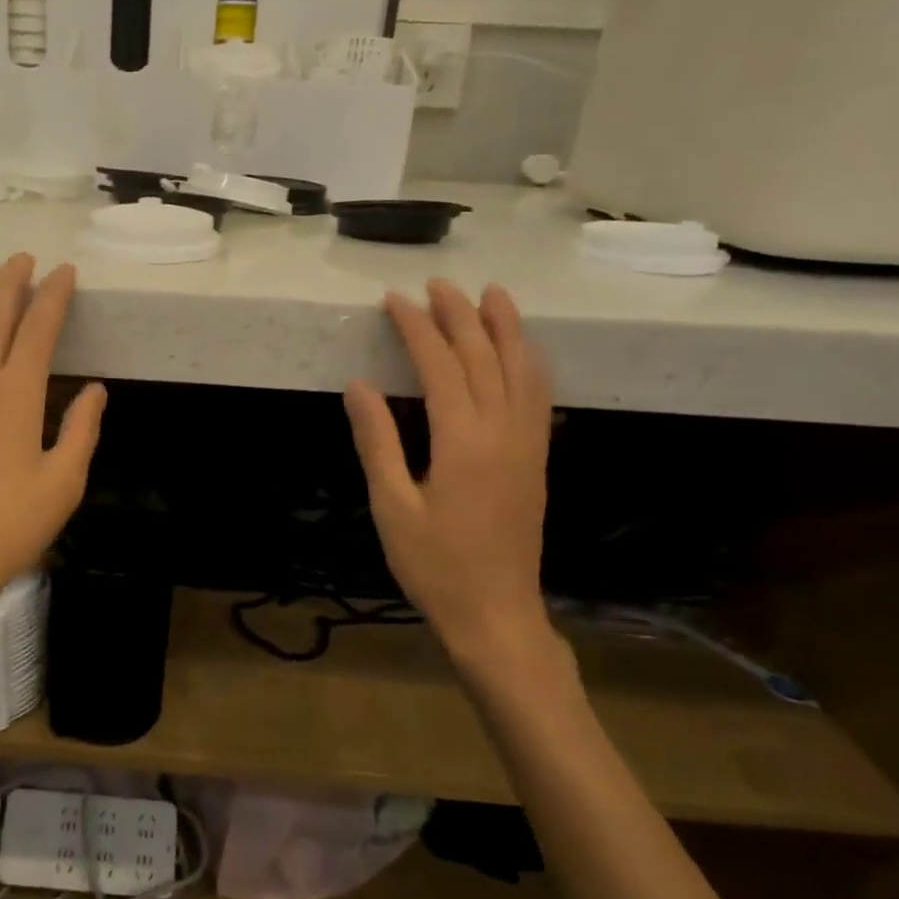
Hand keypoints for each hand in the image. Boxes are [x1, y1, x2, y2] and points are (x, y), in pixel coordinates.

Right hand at [344, 281, 562, 686]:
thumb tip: (359, 386)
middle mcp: (503, 432)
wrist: (496, 614)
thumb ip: (378, 442)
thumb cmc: (434, 565)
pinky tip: (522, 351)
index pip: (440, 366)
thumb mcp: (392, 506)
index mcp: (463, 441)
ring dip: (506, 328)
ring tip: (492, 294)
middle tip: (437, 284)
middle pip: (484, 357)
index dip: (417, 329)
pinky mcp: (536, 459)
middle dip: (460, 315)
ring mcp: (527, 445)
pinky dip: (530, 362)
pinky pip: (539, 396)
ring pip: (523, 369)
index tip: (395, 301)